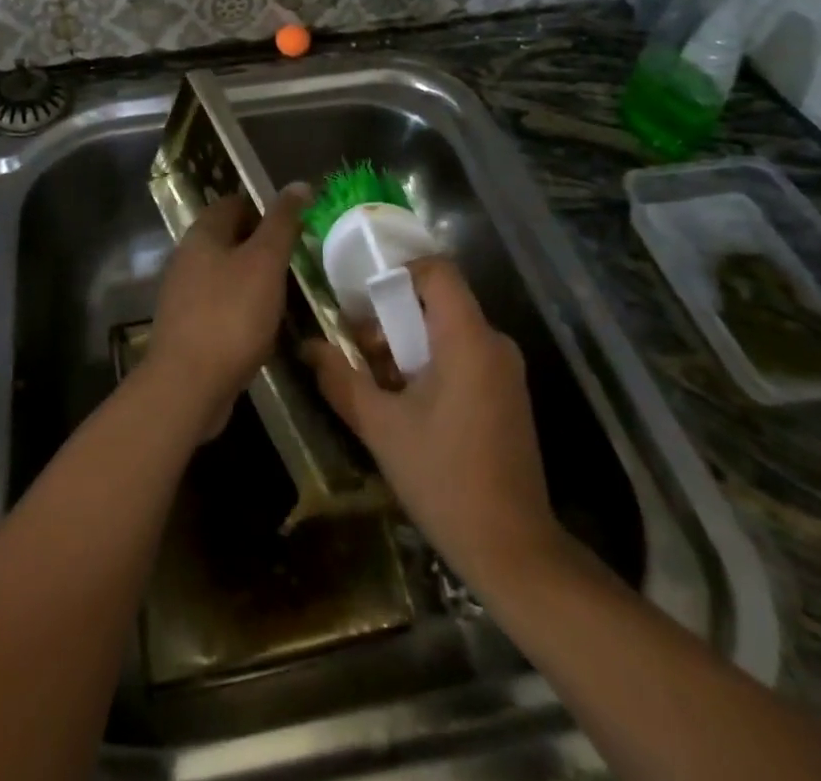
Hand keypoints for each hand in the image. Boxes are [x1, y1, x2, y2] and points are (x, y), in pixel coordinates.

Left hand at [146, 187, 308, 440]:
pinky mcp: (187, 326)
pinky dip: (243, 308)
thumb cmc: (231, 314)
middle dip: (262, 245)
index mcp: (202, 234)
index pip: (234, 203)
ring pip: (225, 273)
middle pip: (229, 238)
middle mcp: (186, 257)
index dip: (265, 208)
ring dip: (254, 279)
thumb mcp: (265, 262)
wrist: (188, 384)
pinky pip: (221, 305)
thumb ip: (282, 223)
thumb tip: (299, 184)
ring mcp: (183, 294)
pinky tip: (265, 325)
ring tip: (288, 292)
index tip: (296, 225)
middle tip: (298, 259)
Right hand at [302, 257, 566, 595]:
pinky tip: (409, 403)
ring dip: (409, 344)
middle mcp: (494, 344)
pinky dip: (432, 363)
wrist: (513, 550)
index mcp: (468, 339)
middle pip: (439, 301)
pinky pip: (465, 355)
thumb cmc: (443, 478)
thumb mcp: (380, 427)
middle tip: (361, 349)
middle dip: (394, 318)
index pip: (437, 271)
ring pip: (449, 331)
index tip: (364, 301)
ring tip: (378, 382)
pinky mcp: (508, 395)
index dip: (398, 273)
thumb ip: (341, 379)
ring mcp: (506, 371)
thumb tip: (307, 347)